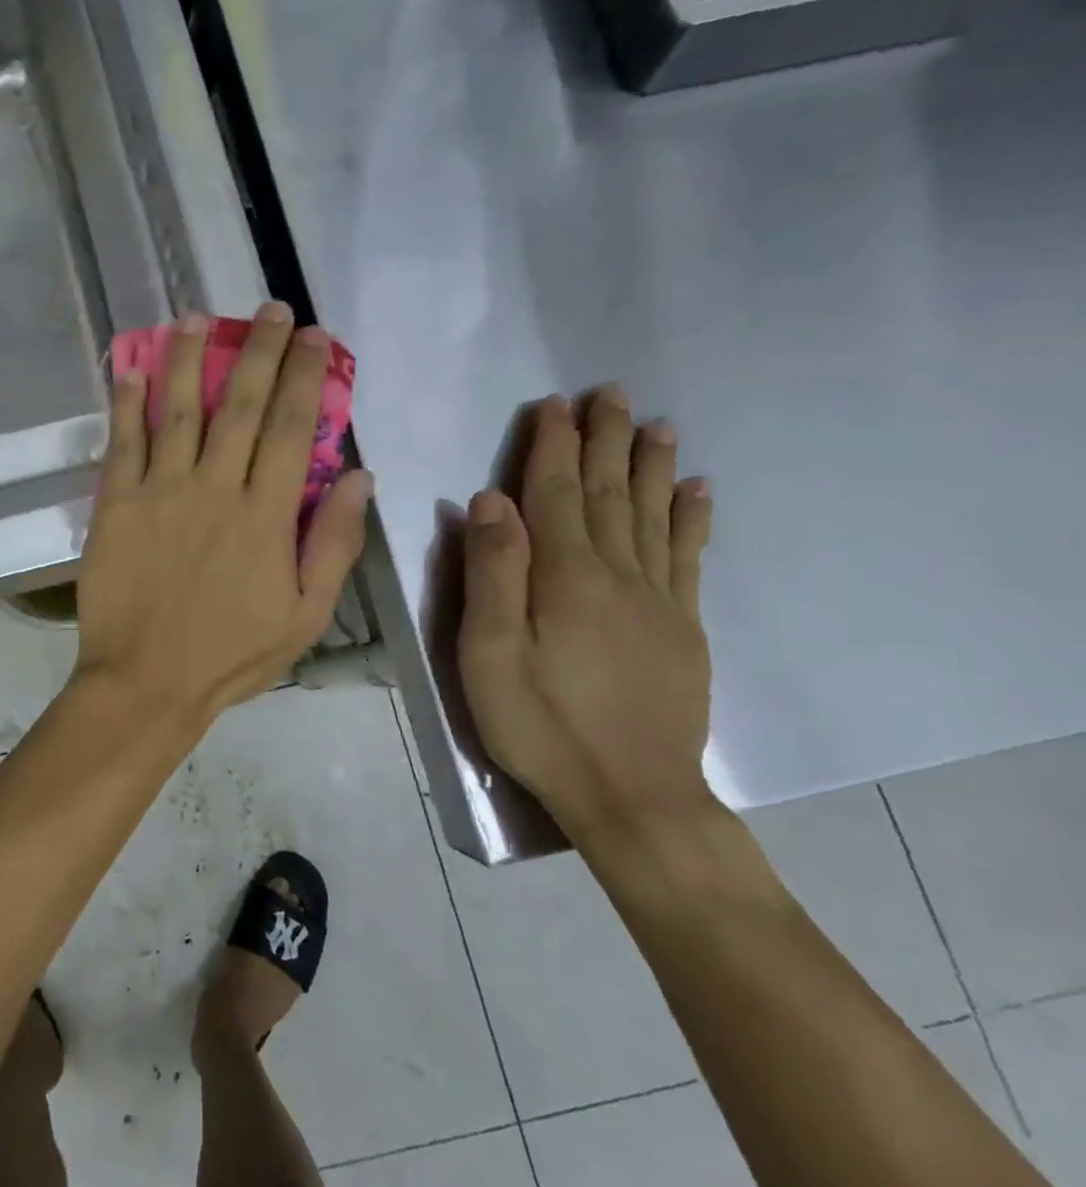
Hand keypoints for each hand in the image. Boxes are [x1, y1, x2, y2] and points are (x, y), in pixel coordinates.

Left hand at [75, 302, 373, 733]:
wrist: (146, 682)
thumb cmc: (230, 655)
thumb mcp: (305, 615)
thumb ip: (334, 544)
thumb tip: (361, 478)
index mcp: (265, 515)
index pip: (294, 428)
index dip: (306, 376)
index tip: (315, 336)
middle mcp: (214, 488)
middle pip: (243, 405)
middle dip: (259, 351)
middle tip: (270, 310)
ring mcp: (160, 491)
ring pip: (179, 410)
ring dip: (190, 359)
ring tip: (198, 318)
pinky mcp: (115, 503)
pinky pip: (122, 442)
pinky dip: (126, 403)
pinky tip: (132, 369)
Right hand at [457, 388, 715, 850]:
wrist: (631, 794)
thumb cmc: (540, 723)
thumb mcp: (487, 652)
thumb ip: (490, 572)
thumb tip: (489, 499)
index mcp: (564, 575)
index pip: (556, 492)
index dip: (553, 446)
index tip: (552, 404)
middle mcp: (617, 573)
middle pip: (610, 492)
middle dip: (605, 439)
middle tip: (610, 392)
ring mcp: (657, 599)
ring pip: (654, 515)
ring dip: (652, 465)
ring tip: (657, 424)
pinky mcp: (681, 627)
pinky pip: (690, 557)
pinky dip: (693, 518)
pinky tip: (698, 491)